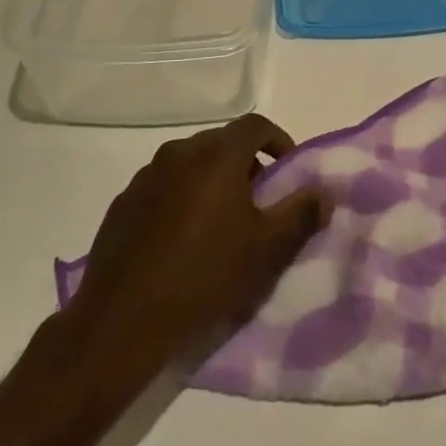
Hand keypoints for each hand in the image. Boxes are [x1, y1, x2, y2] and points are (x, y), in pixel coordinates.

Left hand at [66, 115, 330, 364]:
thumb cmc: (205, 276)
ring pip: (191, 164)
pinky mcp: (123, 203)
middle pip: (222, 143)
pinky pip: (164, 187)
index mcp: (216, 156)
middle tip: (260, 200)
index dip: (278, 140)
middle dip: (247, 163)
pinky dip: (182, 198)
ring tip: (222, 222)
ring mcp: (145, 177)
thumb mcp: (267, 250)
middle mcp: (178, 153)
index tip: (288, 170)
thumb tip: (324, 193)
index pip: (256, 125)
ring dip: (212, 180)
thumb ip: (301, 214)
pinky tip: (183, 239)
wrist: (122, 321)